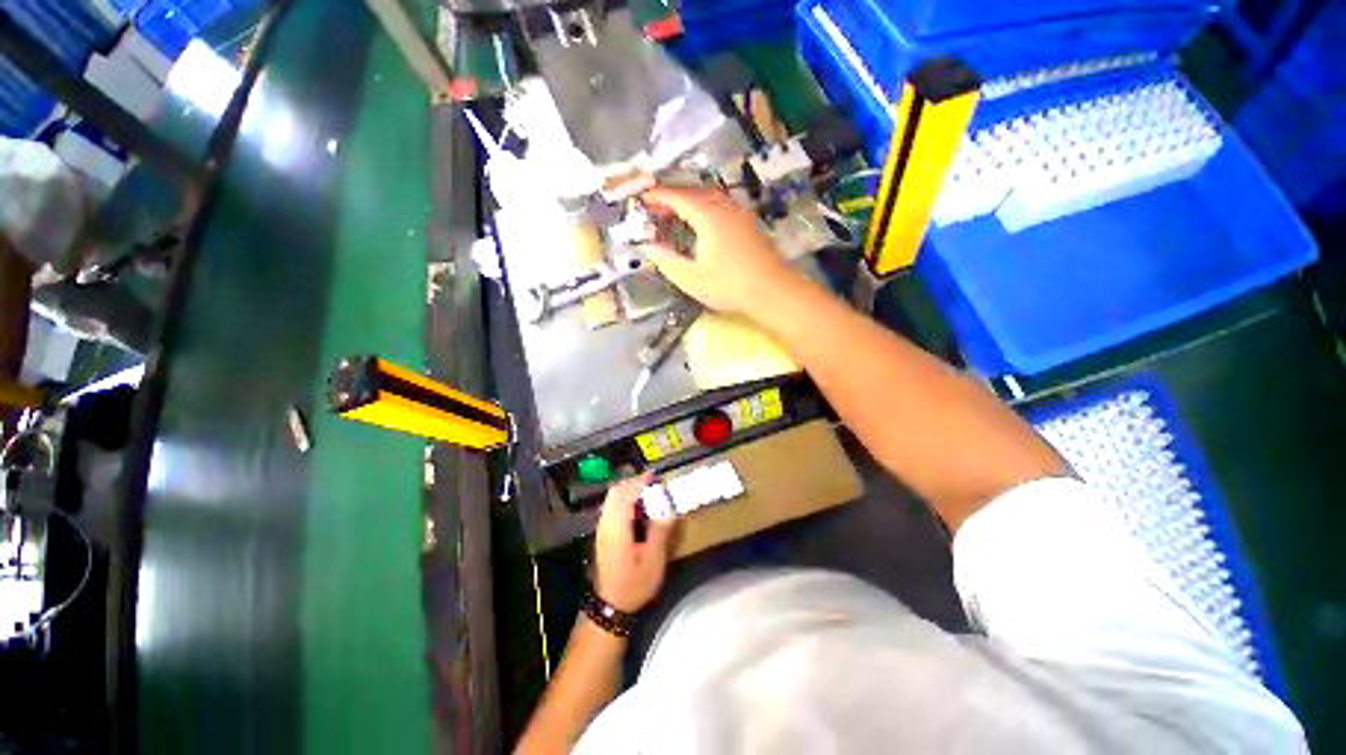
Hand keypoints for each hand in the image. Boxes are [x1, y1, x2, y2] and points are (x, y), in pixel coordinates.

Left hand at [594, 473, 673, 612]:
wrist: (611, 606)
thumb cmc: (634, 583)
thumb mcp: (653, 559)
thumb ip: (660, 531)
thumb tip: (669, 508)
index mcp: (617, 526)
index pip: (625, 494)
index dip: (639, 482)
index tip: (653, 475)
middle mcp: (606, 523)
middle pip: (615, 492)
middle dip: (632, 483)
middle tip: (651, 483)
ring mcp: (602, 529)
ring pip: (612, 500)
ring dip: (628, 491)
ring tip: (647, 493)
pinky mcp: (603, 535)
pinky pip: (612, 508)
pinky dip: (624, 501)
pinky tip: (638, 510)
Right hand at [640, 186, 796, 315]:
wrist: (772, 290)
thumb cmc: (729, 285)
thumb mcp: (691, 277)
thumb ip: (667, 260)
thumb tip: (649, 246)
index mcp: (708, 215)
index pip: (678, 197)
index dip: (658, 196)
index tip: (642, 199)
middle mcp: (724, 206)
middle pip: (695, 192)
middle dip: (674, 196)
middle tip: (657, 208)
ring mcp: (740, 213)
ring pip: (711, 197)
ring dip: (691, 201)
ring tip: (677, 214)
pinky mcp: (749, 224)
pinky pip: (722, 205)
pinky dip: (705, 207)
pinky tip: (703, 224)